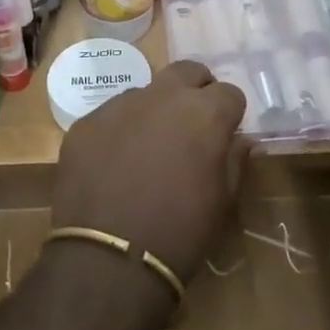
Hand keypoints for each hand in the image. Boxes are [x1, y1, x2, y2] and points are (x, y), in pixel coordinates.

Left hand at [53, 61, 248, 281]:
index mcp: (204, 113)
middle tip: (193, 122)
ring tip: (149, 148)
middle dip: (196, 89)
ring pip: (147, 91)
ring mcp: (120, 104)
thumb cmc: (180, 232)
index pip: (229, 92)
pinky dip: (120, 130)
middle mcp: (163, 95)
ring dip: (155, 109)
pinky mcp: (87, 121)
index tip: (226, 133)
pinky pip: (111, 114)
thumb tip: (242, 141)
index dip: (230, 113)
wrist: (109, 257)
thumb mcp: (222, 202)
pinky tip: (115, 163)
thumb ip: (235, 161)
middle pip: (188, 71)